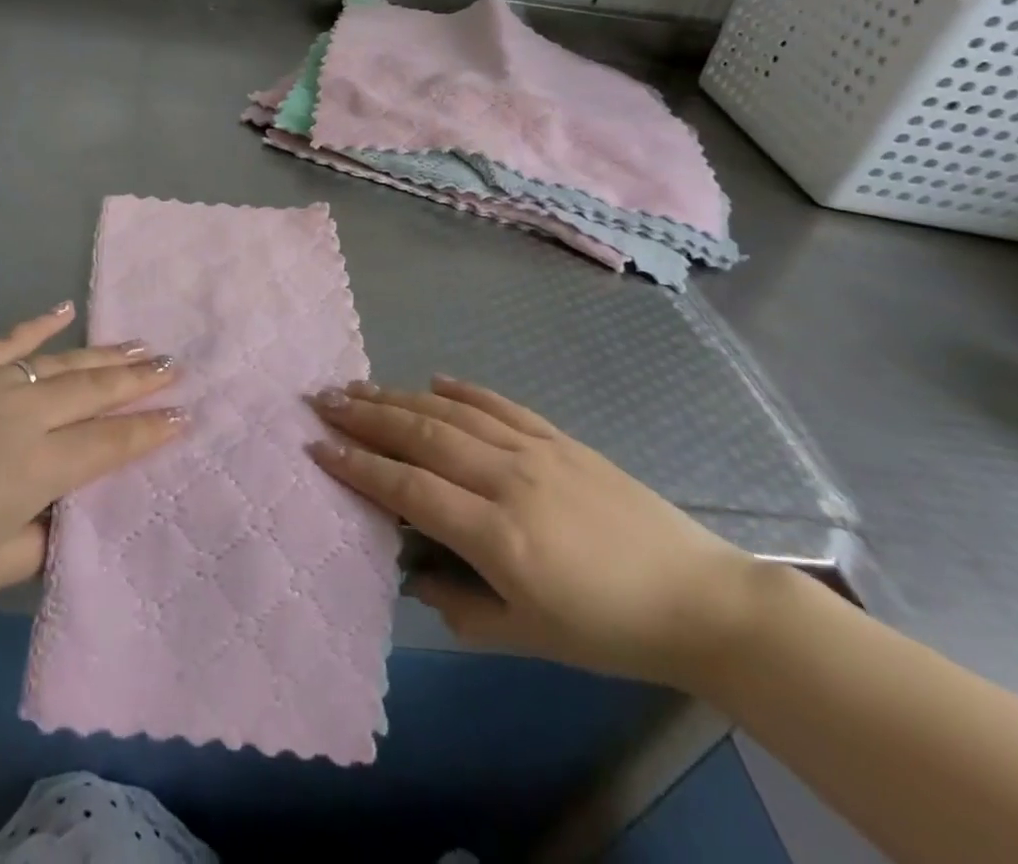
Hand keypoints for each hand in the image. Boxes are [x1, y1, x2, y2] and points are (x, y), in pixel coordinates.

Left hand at [0, 304, 183, 612]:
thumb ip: (40, 542)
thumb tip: (62, 514)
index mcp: (39, 466)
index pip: (111, 442)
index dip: (151, 430)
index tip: (186, 414)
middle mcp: (26, 415)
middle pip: (96, 390)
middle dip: (141, 379)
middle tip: (176, 365)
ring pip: (63, 361)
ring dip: (106, 352)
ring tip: (140, 343)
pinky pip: (10, 339)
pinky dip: (39, 324)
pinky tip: (63, 309)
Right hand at [311, 376, 762, 689]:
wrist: (699, 599)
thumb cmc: (608, 629)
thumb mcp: (529, 637)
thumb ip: (460, 607)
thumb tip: (412, 574)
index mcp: (497, 535)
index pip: (409, 489)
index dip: (359, 467)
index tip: (318, 447)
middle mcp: (507, 479)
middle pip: (421, 436)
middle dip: (365, 416)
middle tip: (322, 400)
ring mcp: (535, 450)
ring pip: (451, 412)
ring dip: (399, 396)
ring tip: (358, 385)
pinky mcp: (559, 438)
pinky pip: (499, 404)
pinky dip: (461, 389)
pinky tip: (433, 380)